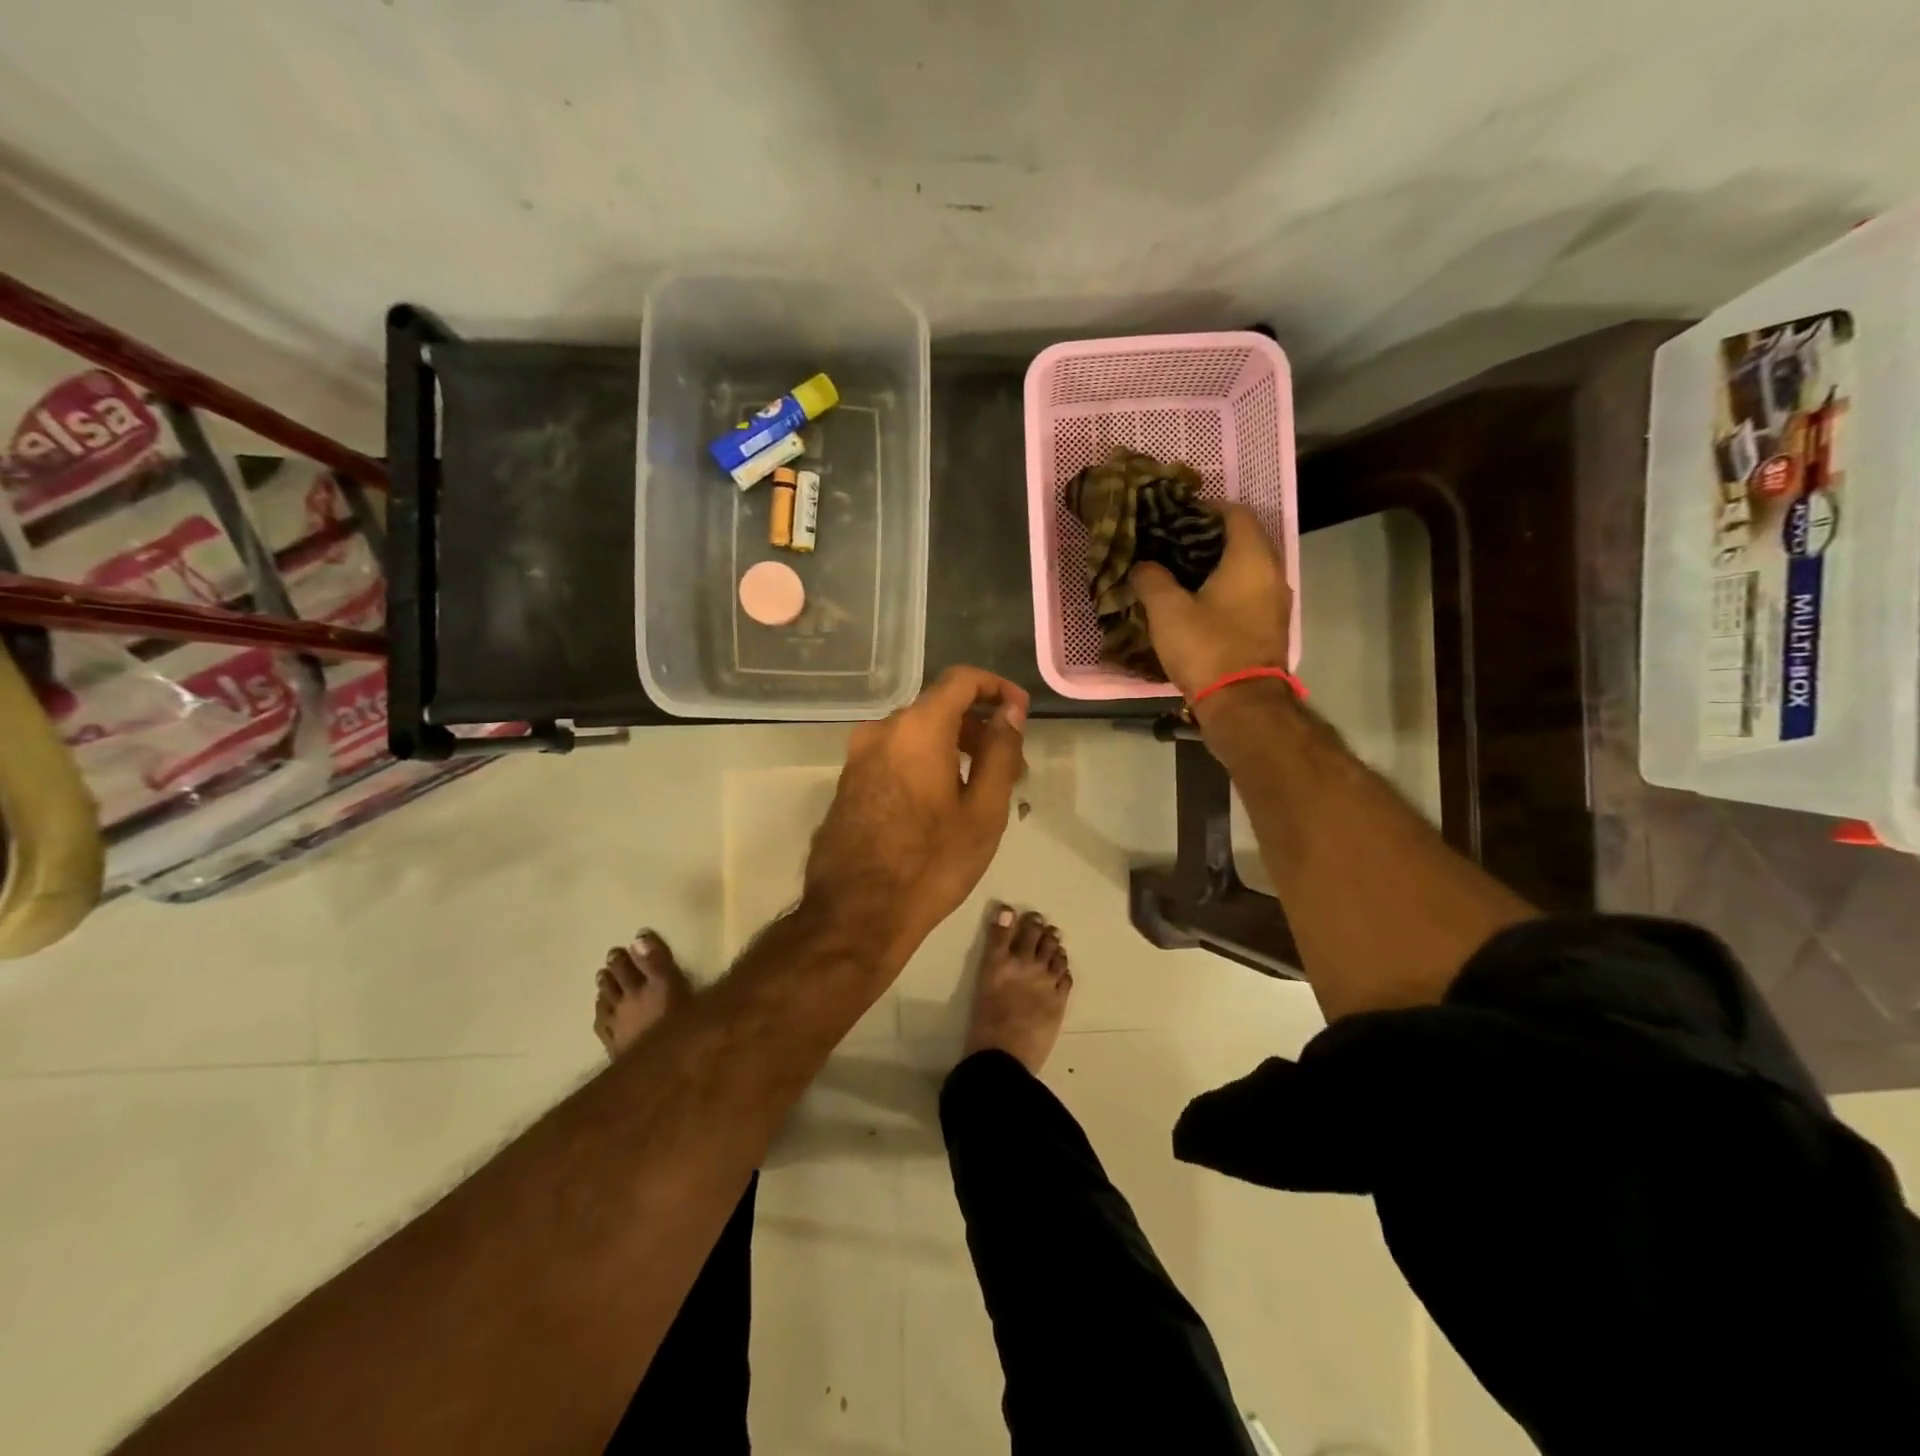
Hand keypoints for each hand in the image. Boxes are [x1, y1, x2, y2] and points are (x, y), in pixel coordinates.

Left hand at [803, 666, 1028, 967]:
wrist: (856, 914)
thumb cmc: (931, 863)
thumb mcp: (983, 811)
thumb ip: (1000, 752)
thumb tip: (1009, 712)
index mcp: (917, 728)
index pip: (961, 679)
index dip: (996, 687)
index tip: (1019, 712)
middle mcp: (881, 730)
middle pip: (937, 708)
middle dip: (977, 727)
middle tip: (1009, 764)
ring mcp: (858, 757)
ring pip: (915, 735)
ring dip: (951, 747)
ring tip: (980, 788)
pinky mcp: (847, 783)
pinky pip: (895, 756)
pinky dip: (924, 763)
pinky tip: (941, 802)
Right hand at [1130, 504, 1292, 698]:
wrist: (1241, 703)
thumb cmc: (1206, 648)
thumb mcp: (1167, 610)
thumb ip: (1151, 578)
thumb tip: (1143, 564)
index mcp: (1251, 558)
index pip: (1235, 513)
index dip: (1205, 508)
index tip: (1176, 515)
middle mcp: (1272, 572)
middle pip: (1244, 538)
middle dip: (1209, 536)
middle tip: (1174, 542)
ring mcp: (1276, 601)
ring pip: (1247, 567)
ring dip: (1218, 563)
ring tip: (1181, 570)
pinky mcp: (1271, 625)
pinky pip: (1249, 591)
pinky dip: (1227, 586)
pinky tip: (1199, 599)